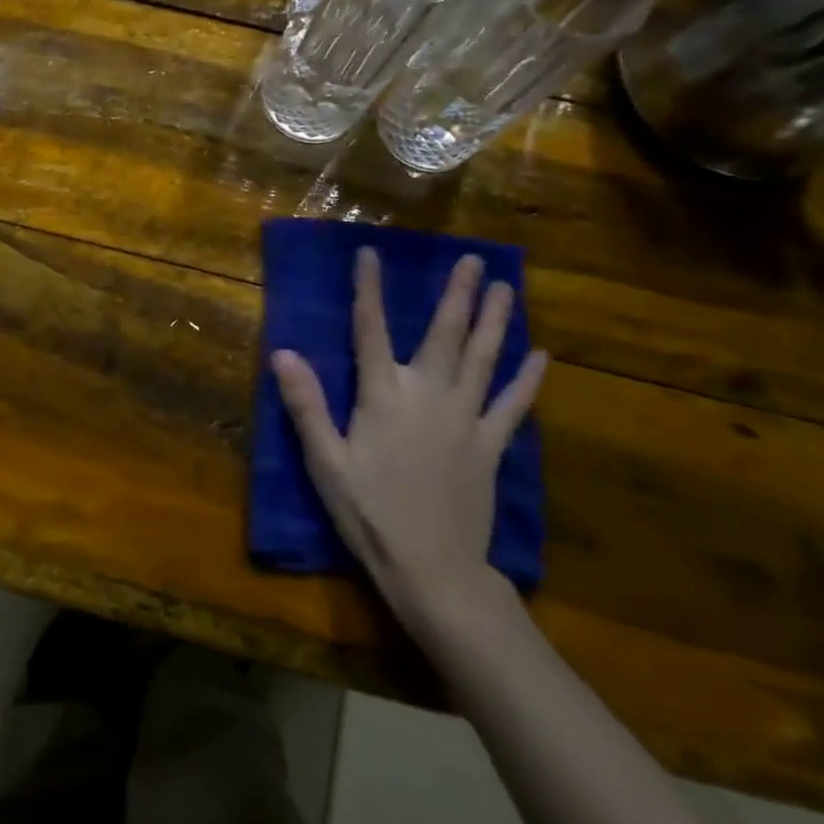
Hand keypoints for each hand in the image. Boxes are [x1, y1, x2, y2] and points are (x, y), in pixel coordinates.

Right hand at [271, 251, 546, 635]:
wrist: (433, 570)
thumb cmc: (370, 514)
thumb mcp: (325, 462)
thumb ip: (306, 405)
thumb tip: (283, 352)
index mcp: (383, 396)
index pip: (371, 329)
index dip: (369, 289)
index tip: (370, 253)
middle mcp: (428, 395)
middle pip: (444, 335)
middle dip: (458, 294)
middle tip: (474, 260)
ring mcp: (466, 419)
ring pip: (484, 359)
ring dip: (496, 321)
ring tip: (508, 288)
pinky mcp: (490, 446)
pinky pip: (513, 405)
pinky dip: (527, 379)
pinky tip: (541, 355)